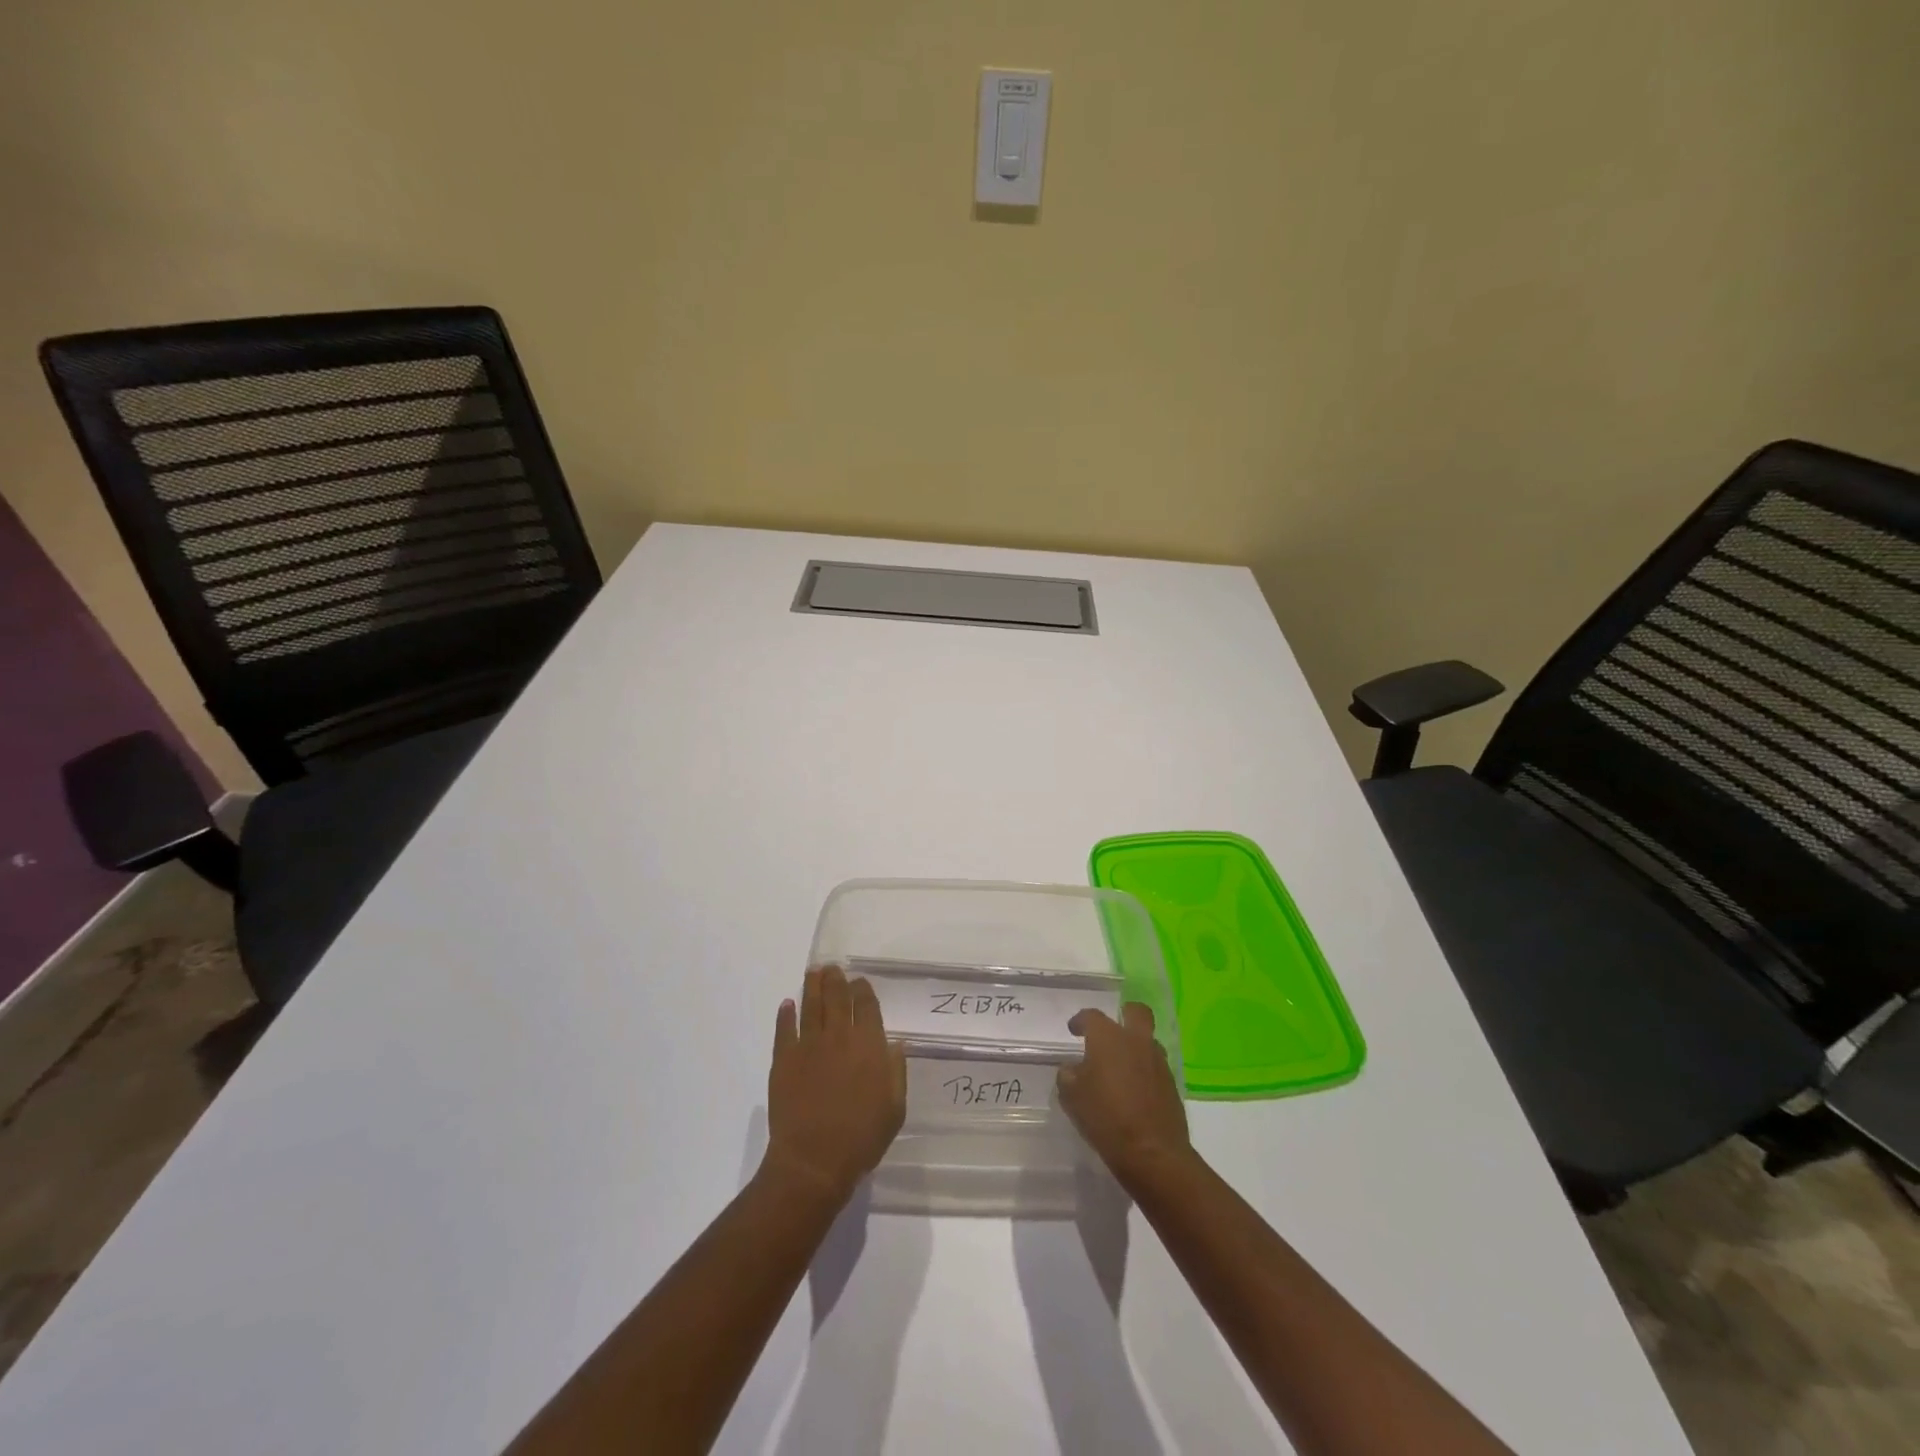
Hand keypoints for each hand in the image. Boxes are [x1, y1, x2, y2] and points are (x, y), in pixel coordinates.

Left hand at [764, 965, 906, 1202]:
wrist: (814, 1160)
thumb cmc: (862, 1137)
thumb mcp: (894, 1108)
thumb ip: (896, 1071)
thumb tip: (895, 1044)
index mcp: (869, 1045)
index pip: (866, 1006)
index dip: (863, 990)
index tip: (860, 981)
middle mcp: (838, 1037)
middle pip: (836, 998)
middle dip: (835, 980)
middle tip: (832, 968)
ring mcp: (808, 1046)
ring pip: (811, 1006)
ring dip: (812, 987)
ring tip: (813, 973)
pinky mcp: (783, 1060)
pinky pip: (784, 1029)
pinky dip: (786, 1015)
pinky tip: (787, 1005)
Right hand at [1057, 1003, 1190, 1186]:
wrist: (1152, 1152)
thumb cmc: (1105, 1118)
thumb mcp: (1072, 1097)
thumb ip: (1068, 1075)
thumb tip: (1072, 1069)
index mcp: (1109, 1038)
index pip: (1092, 1016)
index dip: (1080, 1020)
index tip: (1073, 1030)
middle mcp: (1136, 1041)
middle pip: (1136, 1012)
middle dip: (1124, 1014)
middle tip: (1111, 1029)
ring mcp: (1157, 1061)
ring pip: (1148, 1039)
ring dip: (1135, 1044)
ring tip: (1120, 1065)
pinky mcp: (1171, 1083)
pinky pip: (1155, 1065)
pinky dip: (1144, 1069)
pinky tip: (1133, 1088)